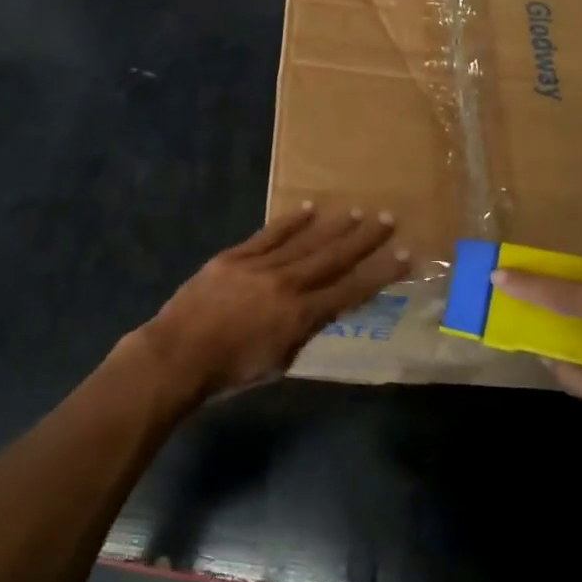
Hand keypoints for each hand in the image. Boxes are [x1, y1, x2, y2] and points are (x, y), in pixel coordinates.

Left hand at [136, 204, 407, 397]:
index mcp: (300, 317)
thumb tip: (319, 312)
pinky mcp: (235, 256)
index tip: (404, 256)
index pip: (350, 291)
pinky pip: (269, 235)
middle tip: (388, 219)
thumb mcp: (278, 364)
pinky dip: (290, 222)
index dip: (380, 274)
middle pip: (332, 257)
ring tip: (357, 211)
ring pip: (304, 241)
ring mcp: (259, 266)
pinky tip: (309, 209)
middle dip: (363, 239)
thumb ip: (302, 334)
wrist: (177, 355)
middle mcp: (286, 285)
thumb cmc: (229, 372)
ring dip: (333, 226)